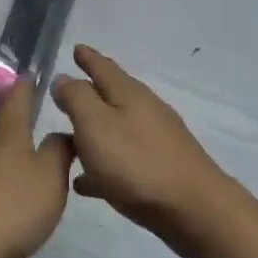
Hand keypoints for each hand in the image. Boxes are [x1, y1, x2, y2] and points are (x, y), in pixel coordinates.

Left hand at [0, 79, 72, 257]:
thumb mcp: (50, 179)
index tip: (34, 74)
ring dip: (6, 155)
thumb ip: (59, 152)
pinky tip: (6, 197)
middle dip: (17, 122)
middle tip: (38, 124)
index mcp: (7, 132)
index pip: (18, 96)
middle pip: (0, 124)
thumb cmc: (9, 208)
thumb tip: (62, 133)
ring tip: (27, 164)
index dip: (27, 84)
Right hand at [51, 46, 230, 256]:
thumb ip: (77, 99)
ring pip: (117, 128)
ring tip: (68, 136)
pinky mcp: (159, 170)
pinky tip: (86, 181)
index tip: (76, 48)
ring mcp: (155, 141)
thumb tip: (64, 78)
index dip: (88, 58)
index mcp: (128, 94)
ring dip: (94, 129)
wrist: (193, 208)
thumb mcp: (96, 125)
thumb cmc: (137, 163)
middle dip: (90, 90)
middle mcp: (144, 111)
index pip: (104, 67)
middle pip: (113, 95)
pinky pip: (122, 160)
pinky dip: (102, 164)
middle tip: (68, 88)